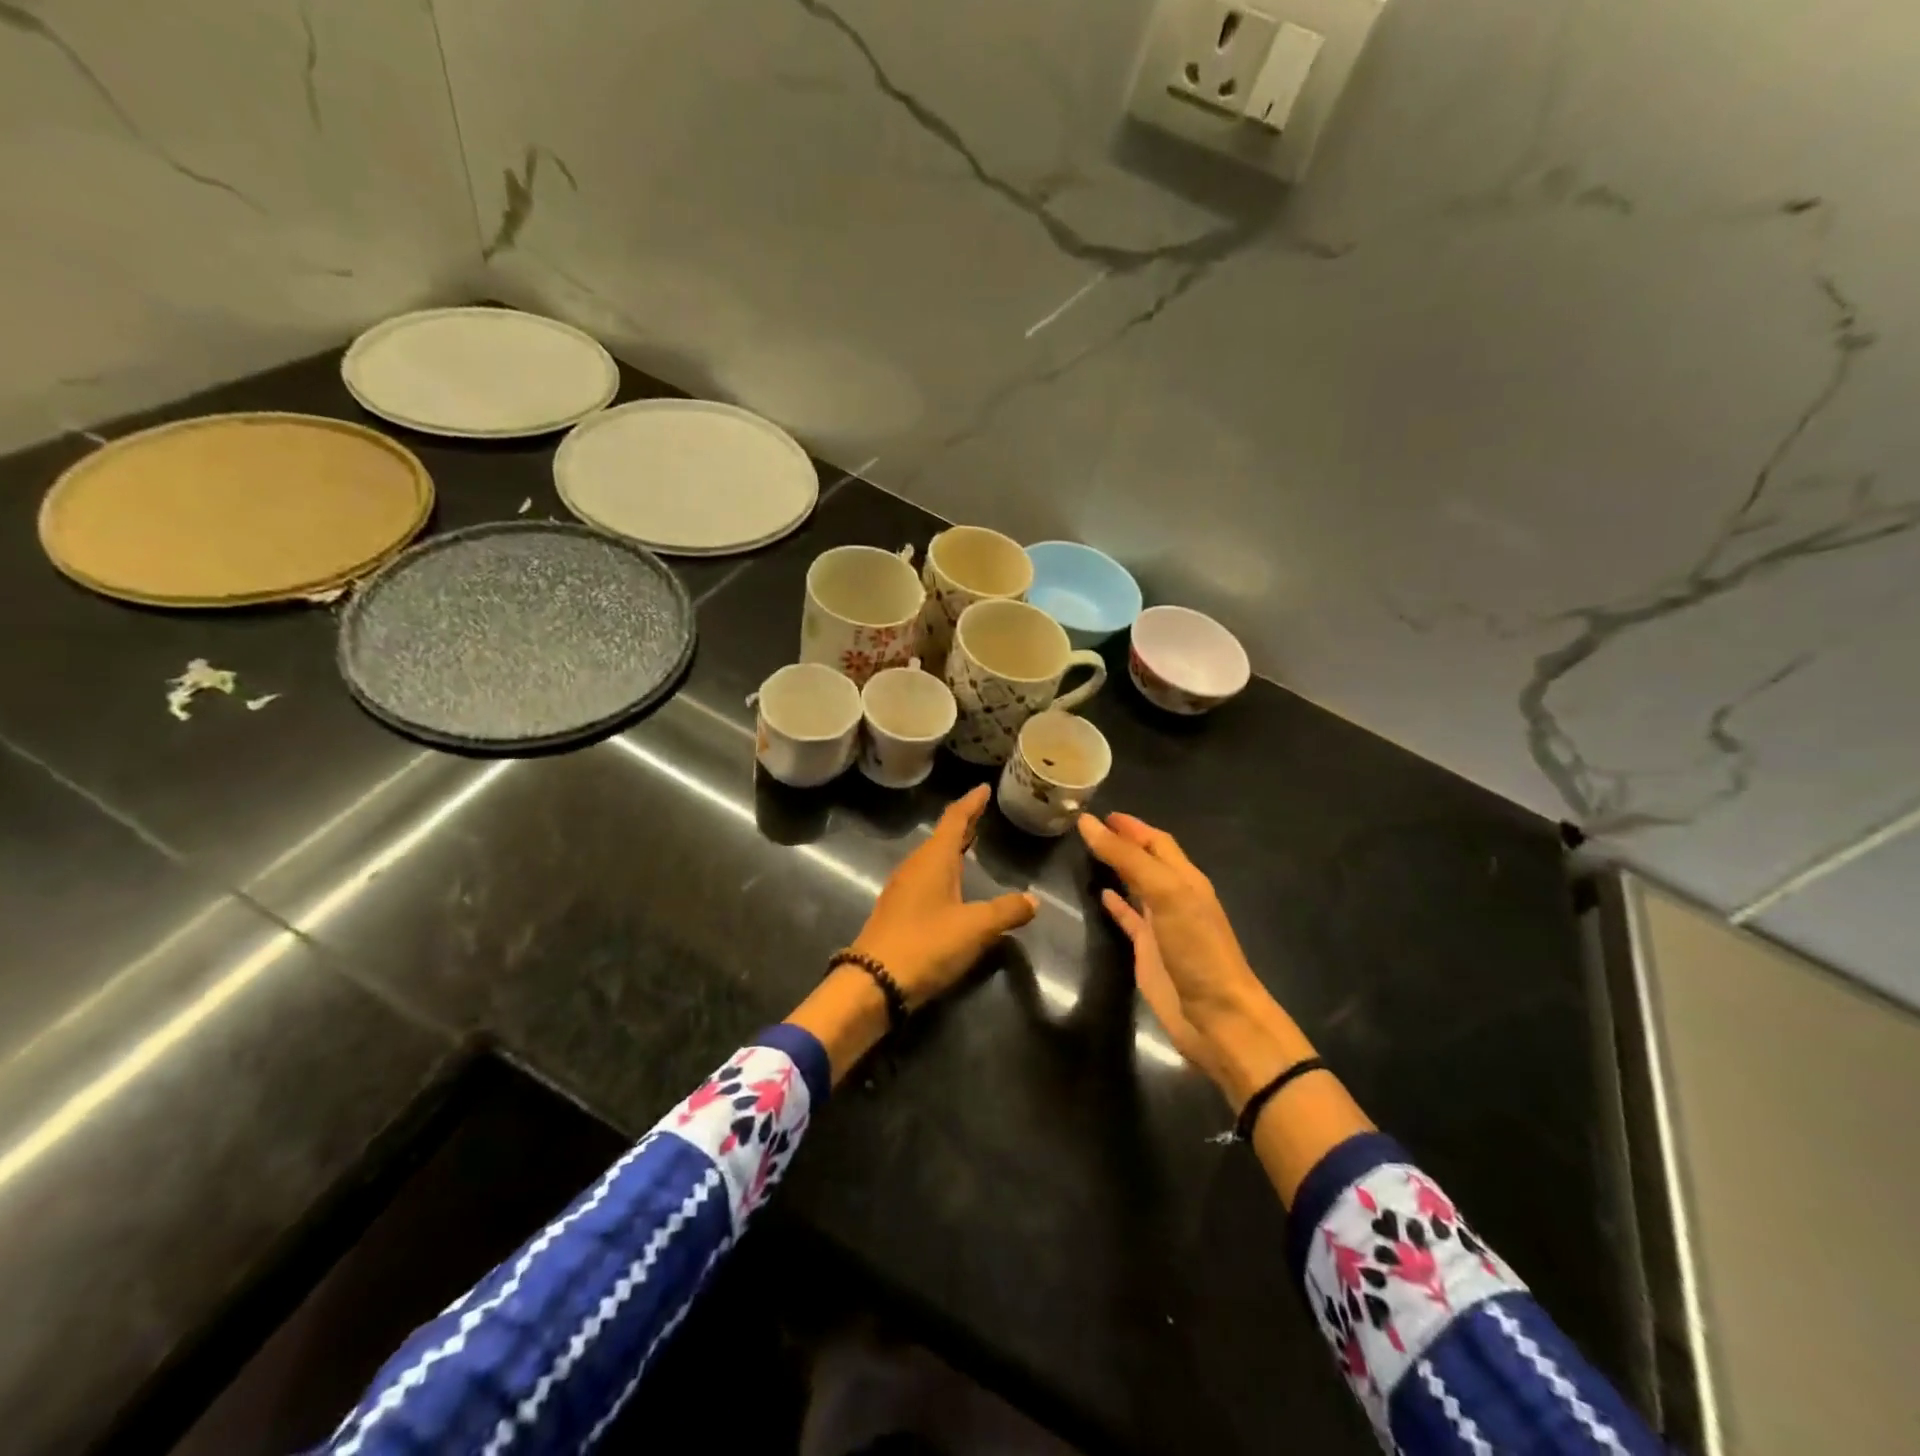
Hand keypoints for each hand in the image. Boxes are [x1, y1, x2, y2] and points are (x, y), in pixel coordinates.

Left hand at [852, 785, 1037, 1007]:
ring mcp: (902, 889)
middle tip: (983, 813)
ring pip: (932, 858)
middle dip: (963, 824)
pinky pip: (925, 878)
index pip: (955, 819)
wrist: (873, 982)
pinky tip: (952, 885)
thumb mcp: (975, 928)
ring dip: (951, 848)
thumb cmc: (927, 944)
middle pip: (942, 836)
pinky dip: (943, 870)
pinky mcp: (897, 911)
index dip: (971, 803)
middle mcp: (915, 866)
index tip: (984, 788)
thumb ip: (1006, 911)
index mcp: (933, 859)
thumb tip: (1034, 900)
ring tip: (971, 845)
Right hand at [1080, 812, 1306, 1101]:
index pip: (1156, 842)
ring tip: (1088, 853)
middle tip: (1088, 828)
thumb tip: (1088, 824)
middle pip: (1146, 861)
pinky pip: (1129, 918)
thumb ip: (1128, 859)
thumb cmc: (1197, 949)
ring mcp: (1162, 925)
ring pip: (1136, 886)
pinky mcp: (1149, 951)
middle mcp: (1175, 896)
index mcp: (1185, 878)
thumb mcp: (1166, 894)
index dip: (1131, 826)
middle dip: (1123, 842)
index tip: (1100, 812)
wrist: (1217, 1017)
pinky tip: (1100, 895)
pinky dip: (1115, 904)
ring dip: (1117, 869)